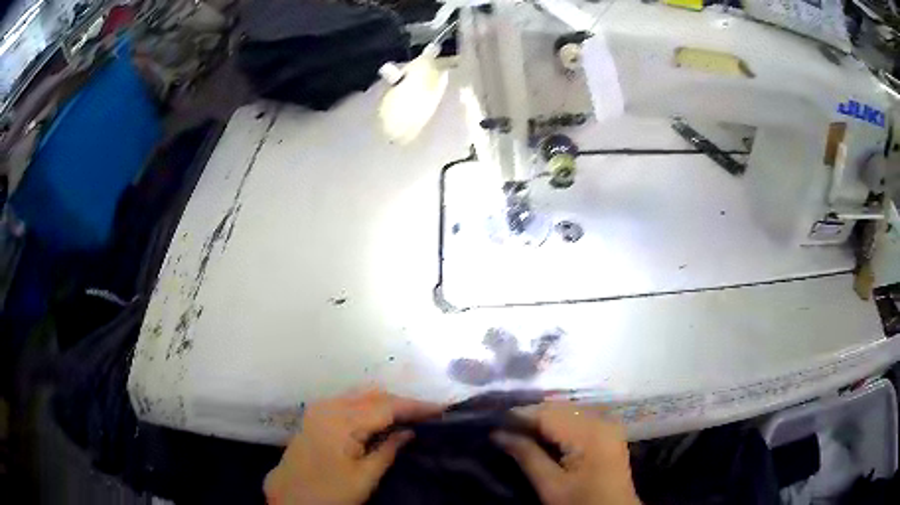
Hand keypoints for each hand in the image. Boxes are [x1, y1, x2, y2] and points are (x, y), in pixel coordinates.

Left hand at [264, 389, 442, 504]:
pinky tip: (383, 417)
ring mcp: (320, 409)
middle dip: (403, 403)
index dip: (415, 406)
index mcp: (342, 420)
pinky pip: (349, 402)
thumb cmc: (328, 492)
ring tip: (412, 415)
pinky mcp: (316, 416)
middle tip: (430, 413)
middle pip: (374, 396)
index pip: (387, 406)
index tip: (442, 409)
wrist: (288, 497)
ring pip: (362, 396)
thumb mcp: (364, 477)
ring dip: (387, 403)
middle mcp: (330, 406)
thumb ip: (388, 451)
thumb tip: (409, 432)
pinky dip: (370, 406)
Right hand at [493, 402, 639, 504]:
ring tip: (520, 431)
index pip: (547, 413)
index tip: (494, 423)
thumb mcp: (550, 485)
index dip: (519, 415)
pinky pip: (580, 416)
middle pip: (558, 407)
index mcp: (588, 433)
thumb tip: (497, 434)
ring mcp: (608, 423)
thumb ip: (526, 455)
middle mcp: (601, 419)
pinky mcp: (609, 430)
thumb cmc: (581, 503)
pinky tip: (545, 434)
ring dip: (544, 418)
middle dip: (531, 415)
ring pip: (568, 409)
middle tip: (505, 428)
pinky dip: (560, 421)